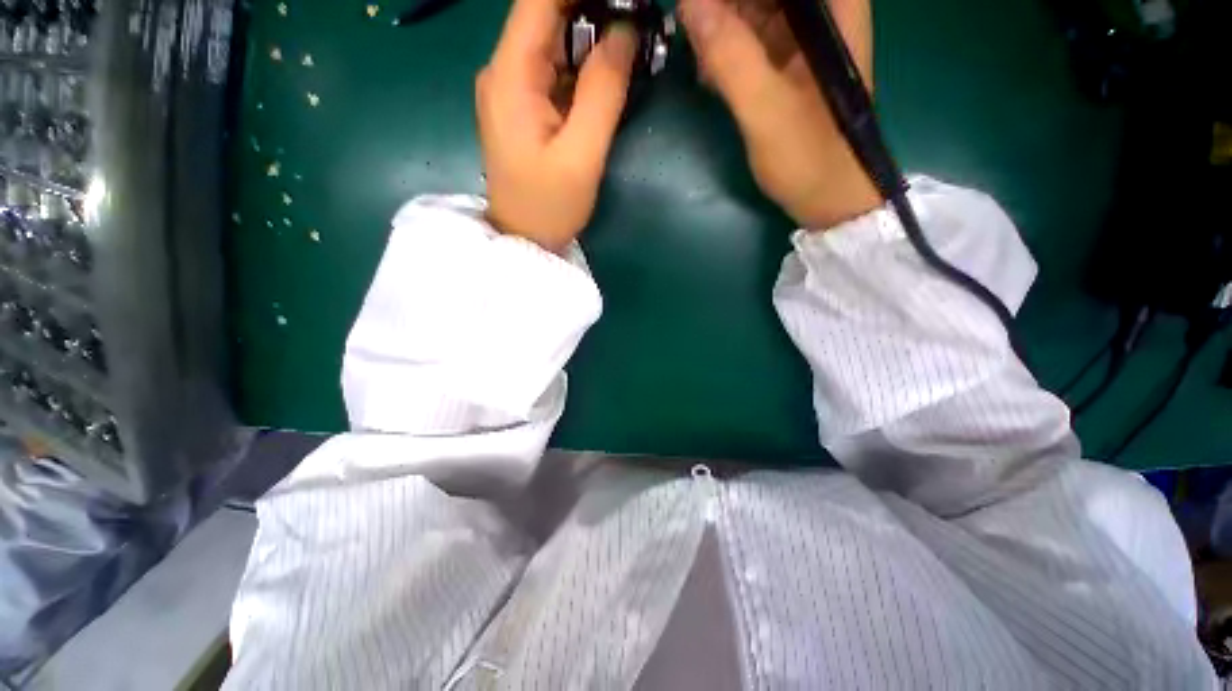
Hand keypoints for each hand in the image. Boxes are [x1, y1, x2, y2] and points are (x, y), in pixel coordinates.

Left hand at [477, 0, 638, 252]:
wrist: (523, 240)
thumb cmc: (549, 207)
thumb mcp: (582, 156)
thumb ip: (603, 91)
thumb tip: (625, 31)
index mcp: (511, 75)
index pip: (540, 0)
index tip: (624, 1)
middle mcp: (504, 70)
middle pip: (547, 15)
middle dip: (594, 10)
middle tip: (638, 24)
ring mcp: (512, 89)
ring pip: (553, 41)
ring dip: (592, 36)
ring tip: (632, 44)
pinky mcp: (523, 106)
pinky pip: (554, 70)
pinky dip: (583, 65)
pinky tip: (609, 72)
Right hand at [680, 0, 881, 228]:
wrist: (828, 197)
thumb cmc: (808, 156)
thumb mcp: (767, 108)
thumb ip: (730, 55)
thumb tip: (689, 2)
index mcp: (834, 5)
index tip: (697, 11)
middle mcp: (822, 10)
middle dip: (721, 8)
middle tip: (693, 36)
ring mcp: (803, 35)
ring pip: (751, 9)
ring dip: (718, 27)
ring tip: (700, 60)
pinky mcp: (788, 62)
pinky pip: (749, 38)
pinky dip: (724, 50)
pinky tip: (709, 73)